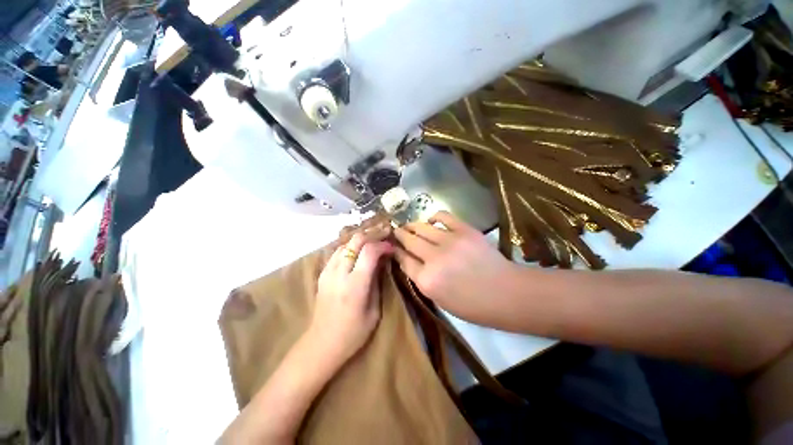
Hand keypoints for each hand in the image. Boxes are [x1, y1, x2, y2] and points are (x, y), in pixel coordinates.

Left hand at [308, 226, 393, 366]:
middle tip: (385, 234)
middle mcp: (339, 273)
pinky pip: (338, 251)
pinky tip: (359, 249)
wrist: (321, 344)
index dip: (383, 244)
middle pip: (356, 241)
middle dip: (372, 234)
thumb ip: (377, 281)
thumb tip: (383, 260)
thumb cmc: (353, 333)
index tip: (392, 246)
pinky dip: (351, 246)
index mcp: (355, 285)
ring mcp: (328, 271)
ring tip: (374, 239)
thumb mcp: (374, 310)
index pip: (369, 251)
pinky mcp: (322, 273)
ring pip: (346, 243)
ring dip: (361, 238)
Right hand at [394, 211, 518, 321]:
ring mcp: (449, 241)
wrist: (507, 293)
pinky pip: (443, 216)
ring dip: (412, 225)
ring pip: (421, 227)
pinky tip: (431, 221)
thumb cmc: (473, 305)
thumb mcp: (440, 300)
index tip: (393, 246)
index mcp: (427, 281)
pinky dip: (434, 217)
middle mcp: (433, 258)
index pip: (404, 260)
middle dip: (399, 235)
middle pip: (409, 241)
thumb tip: (409, 261)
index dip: (396, 251)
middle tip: (396, 231)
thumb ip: (421, 279)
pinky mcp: (464, 230)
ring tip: (409, 225)